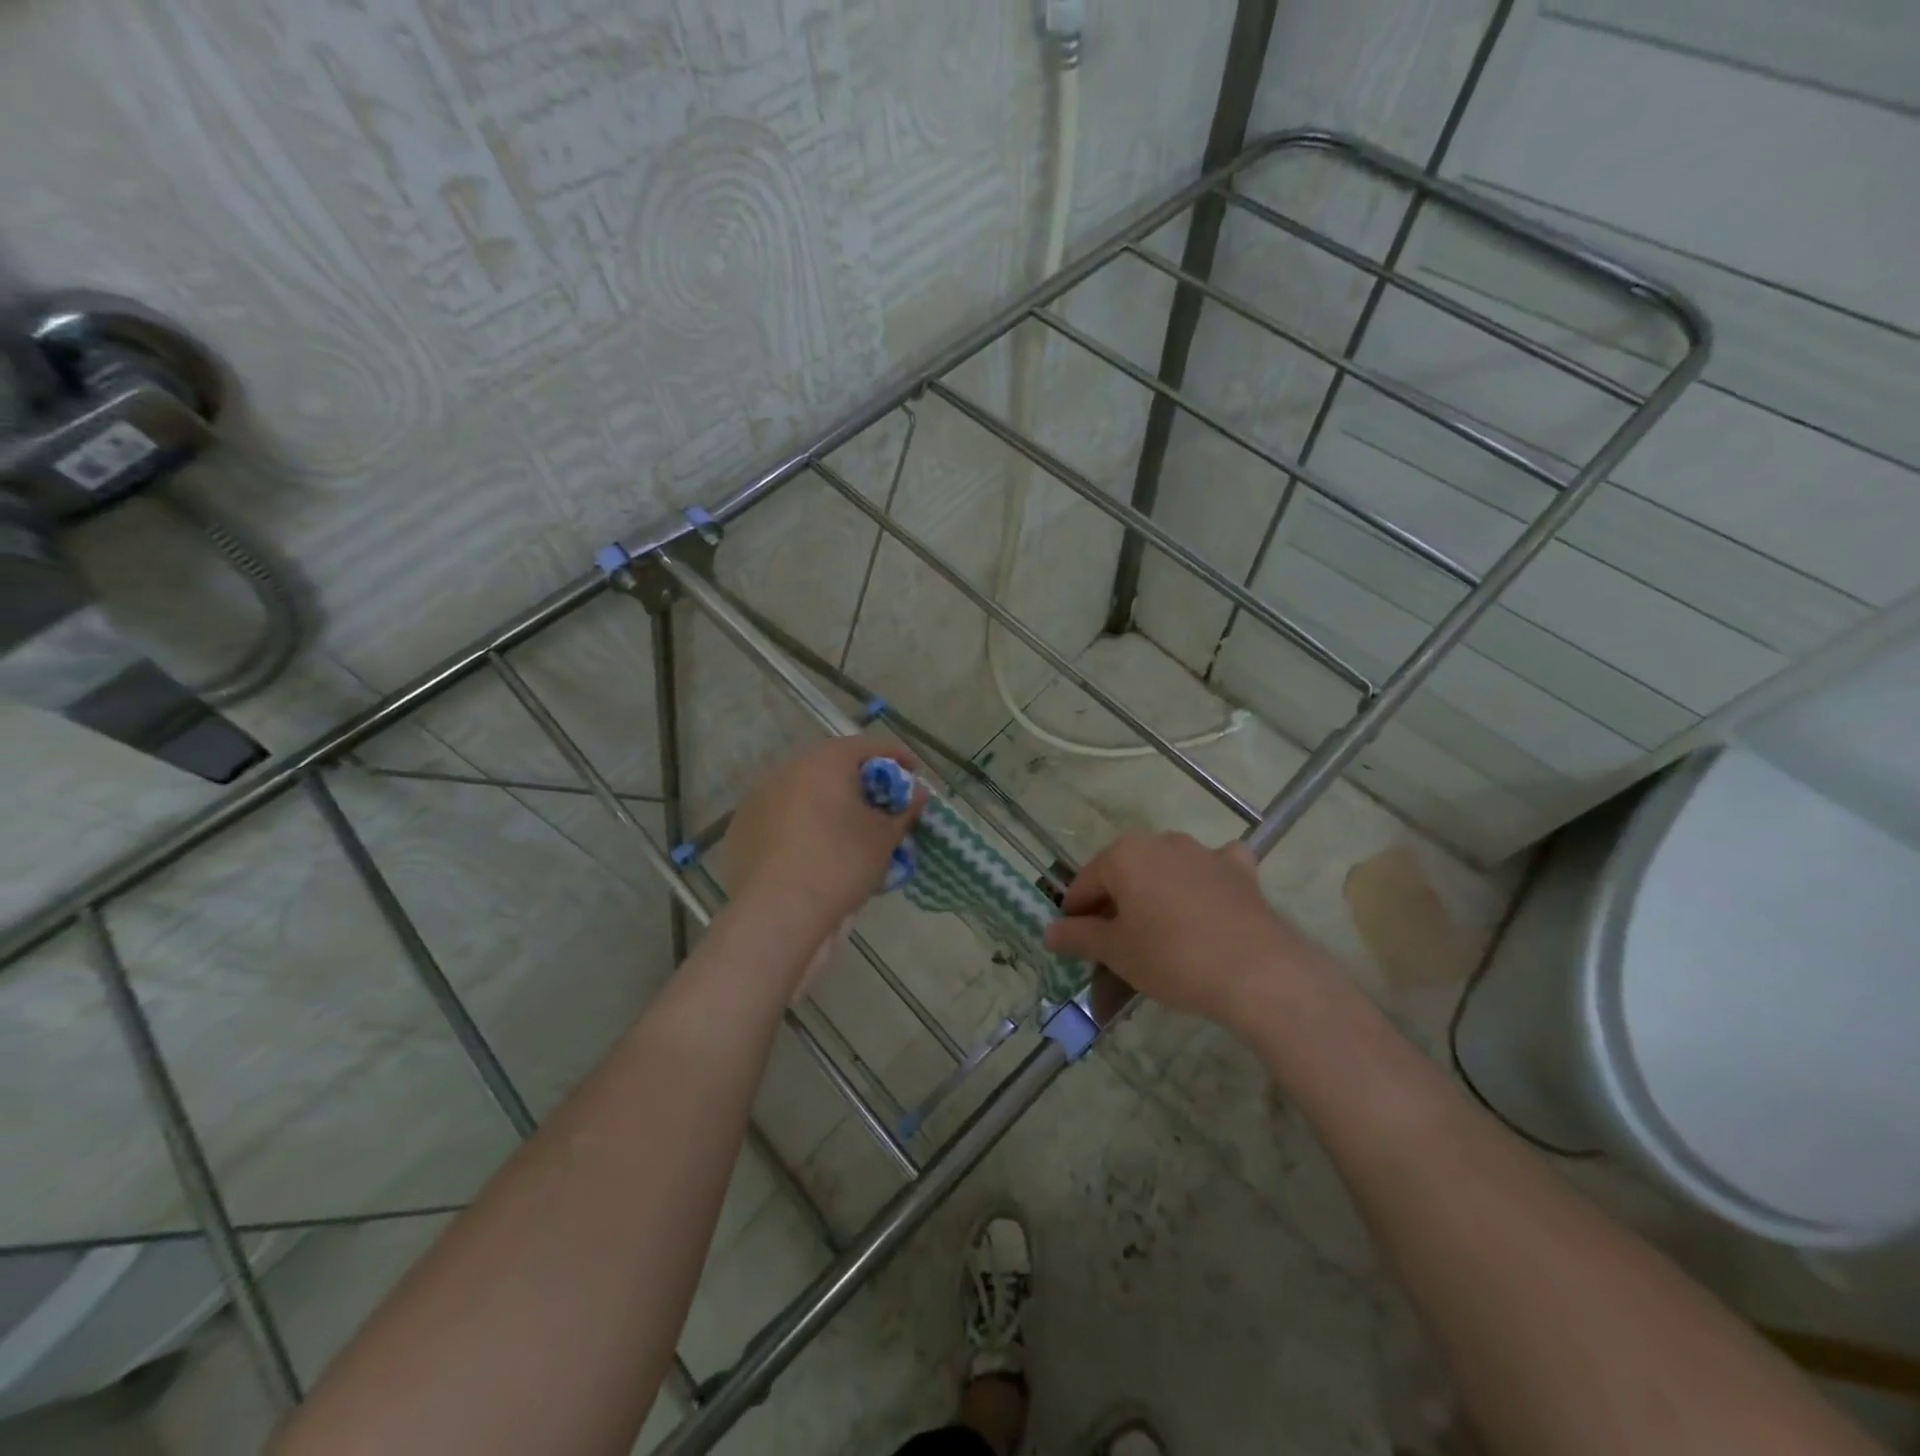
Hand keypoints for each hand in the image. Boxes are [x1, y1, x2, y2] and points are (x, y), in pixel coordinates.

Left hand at [721, 737, 925, 940]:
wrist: (777, 914)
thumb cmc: (840, 864)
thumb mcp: (883, 838)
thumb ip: (904, 810)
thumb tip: (917, 794)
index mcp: (824, 761)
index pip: (869, 747)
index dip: (897, 758)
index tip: (915, 774)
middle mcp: (786, 769)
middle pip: (832, 766)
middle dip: (860, 781)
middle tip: (882, 805)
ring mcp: (757, 798)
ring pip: (803, 791)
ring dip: (827, 803)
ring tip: (846, 831)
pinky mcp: (741, 829)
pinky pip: (782, 818)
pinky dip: (801, 826)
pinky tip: (812, 852)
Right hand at [1042, 831, 1333, 1030]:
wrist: (1257, 971)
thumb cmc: (1172, 958)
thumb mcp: (1116, 952)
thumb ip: (1079, 937)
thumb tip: (1049, 932)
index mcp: (1123, 856)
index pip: (1084, 885)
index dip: (1074, 915)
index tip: (1074, 944)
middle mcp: (1160, 842)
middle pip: (1124, 874)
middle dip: (1115, 906)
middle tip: (1115, 946)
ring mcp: (1202, 851)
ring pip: (1164, 870)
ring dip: (1154, 895)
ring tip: (1158, 935)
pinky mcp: (1238, 869)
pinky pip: (1211, 868)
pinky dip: (1203, 881)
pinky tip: (1207, 902)